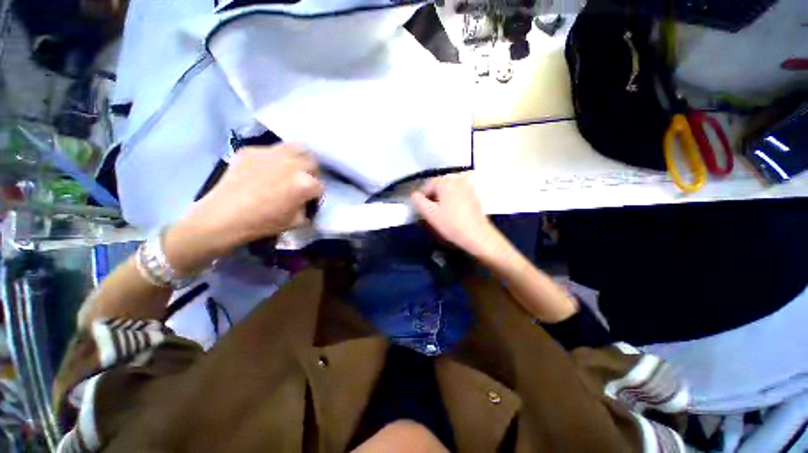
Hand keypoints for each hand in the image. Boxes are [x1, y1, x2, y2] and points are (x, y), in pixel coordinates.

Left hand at [165, 144, 322, 273]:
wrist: (222, 217)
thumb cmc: (262, 223)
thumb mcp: (296, 221)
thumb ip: (306, 207)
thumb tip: (305, 200)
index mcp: (304, 184)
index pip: (320, 186)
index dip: (316, 195)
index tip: (310, 200)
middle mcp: (292, 164)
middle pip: (312, 162)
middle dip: (312, 173)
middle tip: (303, 182)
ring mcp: (270, 154)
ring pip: (297, 147)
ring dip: (299, 158)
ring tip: (291, 168)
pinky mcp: (252, 150)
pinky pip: (271, 149)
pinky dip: (274, 158)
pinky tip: (266, 169)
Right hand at [411, 173, 502, 258]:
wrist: (477, 235)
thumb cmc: (451, 224)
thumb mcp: (430, 214)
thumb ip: (419, 202)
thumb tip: (414, 195)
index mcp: (446, 181)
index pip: (427, 185)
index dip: (421, 197)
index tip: (420, 209)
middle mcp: (457, 179)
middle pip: (438, 186)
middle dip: (432, 197)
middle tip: (429, 212)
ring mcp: (468, 186)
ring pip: (448, 190)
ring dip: (441, 199)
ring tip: (440, 213)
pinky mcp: (474, 194)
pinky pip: (457, 194)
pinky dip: (451, 200)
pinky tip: (451, 212)